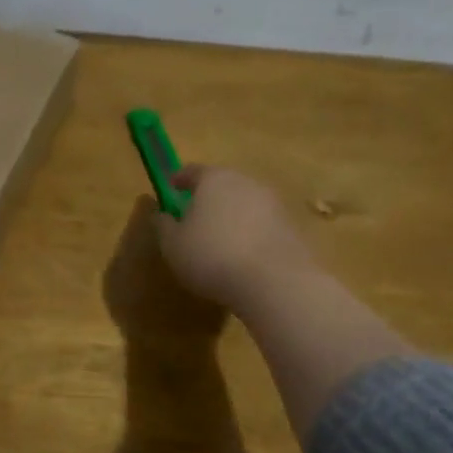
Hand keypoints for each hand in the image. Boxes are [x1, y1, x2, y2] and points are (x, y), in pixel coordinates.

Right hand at [155, 166, 317, 312]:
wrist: (274, 281)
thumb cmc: (212, 256)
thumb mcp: (173, 245)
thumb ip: (163, 225)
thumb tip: (162, 214)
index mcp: (214, 179)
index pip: (192, 170)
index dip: (179, 179)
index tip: (171, 189)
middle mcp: (246, 182)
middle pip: (222, 184)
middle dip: (208, 197)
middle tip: (195, 217)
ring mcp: (273, 203)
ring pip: (245, 203)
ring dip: (232, 216)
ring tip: (220, 240)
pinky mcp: (291, 227)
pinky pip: (262, 224)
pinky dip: (250, 233)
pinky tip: (243, 255)